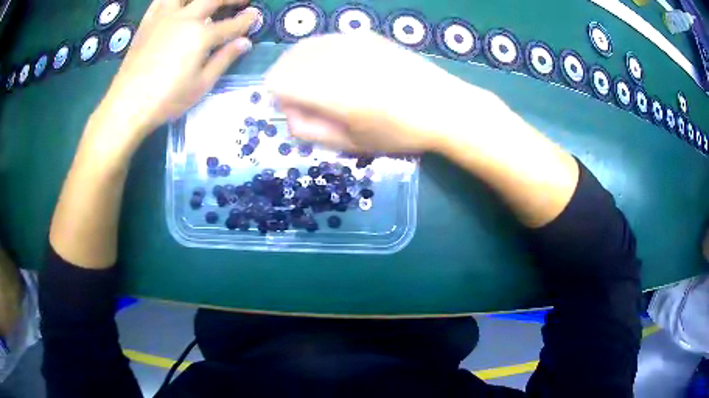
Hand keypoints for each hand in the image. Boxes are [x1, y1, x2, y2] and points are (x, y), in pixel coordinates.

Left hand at [88, 0, 259, 160]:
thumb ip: (224, 59)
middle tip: (242, 1)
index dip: (247, 20)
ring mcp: (164, 17)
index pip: (232, 24)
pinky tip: (177, 4)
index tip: (256, 16)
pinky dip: (172, 0)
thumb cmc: (167, 99)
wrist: (127, 104)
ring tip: (207, 1)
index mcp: (201, 36)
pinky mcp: (147, 22)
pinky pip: (161, 0)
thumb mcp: (201, 85)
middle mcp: (185, 18)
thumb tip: (245, 43)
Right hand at [265, 32, 500, 153]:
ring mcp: (350, 40)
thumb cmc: (397, 133)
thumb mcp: (349, 144)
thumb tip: (287, 111)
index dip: (281, 100)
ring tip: (327, 85)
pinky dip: (322, 55)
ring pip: (304, 47)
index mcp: (328, 89)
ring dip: (304, 66)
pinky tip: (345, 70)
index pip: (275, 82)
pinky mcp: (363, 35)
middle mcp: (334, 57)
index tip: (300, 112)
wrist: (442, 106)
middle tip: (312, 101)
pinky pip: (326, 41)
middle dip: (289, 81)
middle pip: (285, 61)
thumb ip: (308, 129)